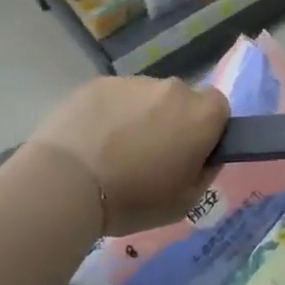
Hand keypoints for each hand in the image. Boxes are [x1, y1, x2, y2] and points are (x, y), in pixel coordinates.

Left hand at [24, 77, 228, 237]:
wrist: (66, 182)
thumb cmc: (132, 198)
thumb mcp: (184, 202)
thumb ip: (205, 172)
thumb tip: (205, 155)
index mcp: (201, 115)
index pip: (219, 108)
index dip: (207, 129)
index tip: (190, 152)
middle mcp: (172, 89)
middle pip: (181, 99)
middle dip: (172, 120)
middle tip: (150, 154)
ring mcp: (133, 81)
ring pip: (146, 96)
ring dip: (140, 115)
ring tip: (114, 150)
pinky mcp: (98, 82)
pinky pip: (115, 96)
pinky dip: (110, 113)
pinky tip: (91, 140)